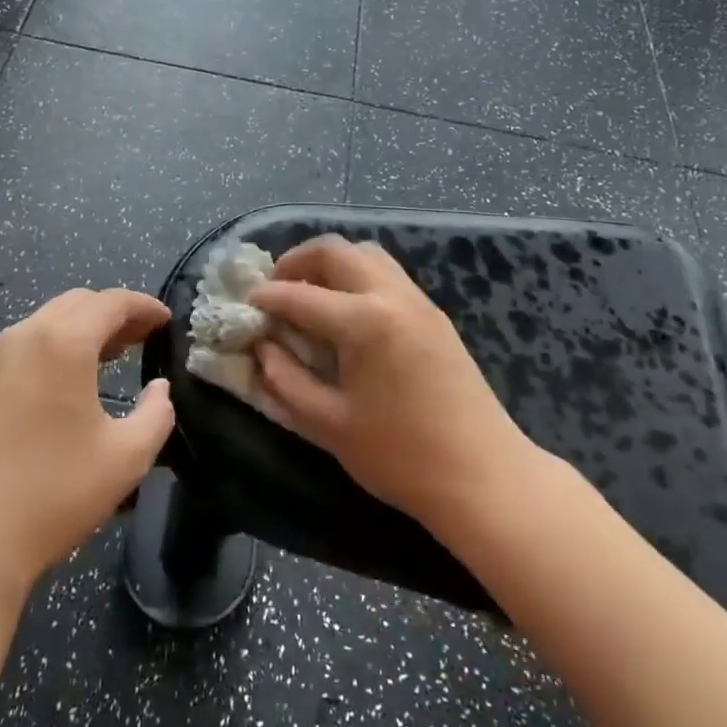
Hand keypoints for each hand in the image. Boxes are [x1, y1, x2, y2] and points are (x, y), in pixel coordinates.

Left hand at [0, 287, 174, 597]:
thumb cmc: (52, 494)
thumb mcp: (126, 458)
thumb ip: (156, 414)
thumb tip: (159, 390)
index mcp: (62, 343)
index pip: (111, 302)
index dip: (144, 306)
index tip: (165, 320)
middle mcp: (21, 338)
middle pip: (74, 304)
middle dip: (111, 314)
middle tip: (139, 338)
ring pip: (41, 326)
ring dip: (77, 332)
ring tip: (103, 359)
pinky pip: (16, 353)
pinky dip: (46, 353)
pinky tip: (55, 390)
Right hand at [248, 236, 529, 535]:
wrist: (484, 475)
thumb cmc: (400, 457)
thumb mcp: (329, 425)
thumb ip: (286, 381)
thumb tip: (262, 348)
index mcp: (364, 321)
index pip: (299, 295)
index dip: (266, 298)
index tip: (243, 305)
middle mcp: (392, 295)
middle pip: (336, 251)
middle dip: (296, 262)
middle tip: (274, 289)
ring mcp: (418, 300)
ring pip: (366, 254)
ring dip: (331, 264)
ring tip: (308, 295)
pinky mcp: (434, 314)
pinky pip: (387, 274)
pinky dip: (357, 276)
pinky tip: (345, 312)